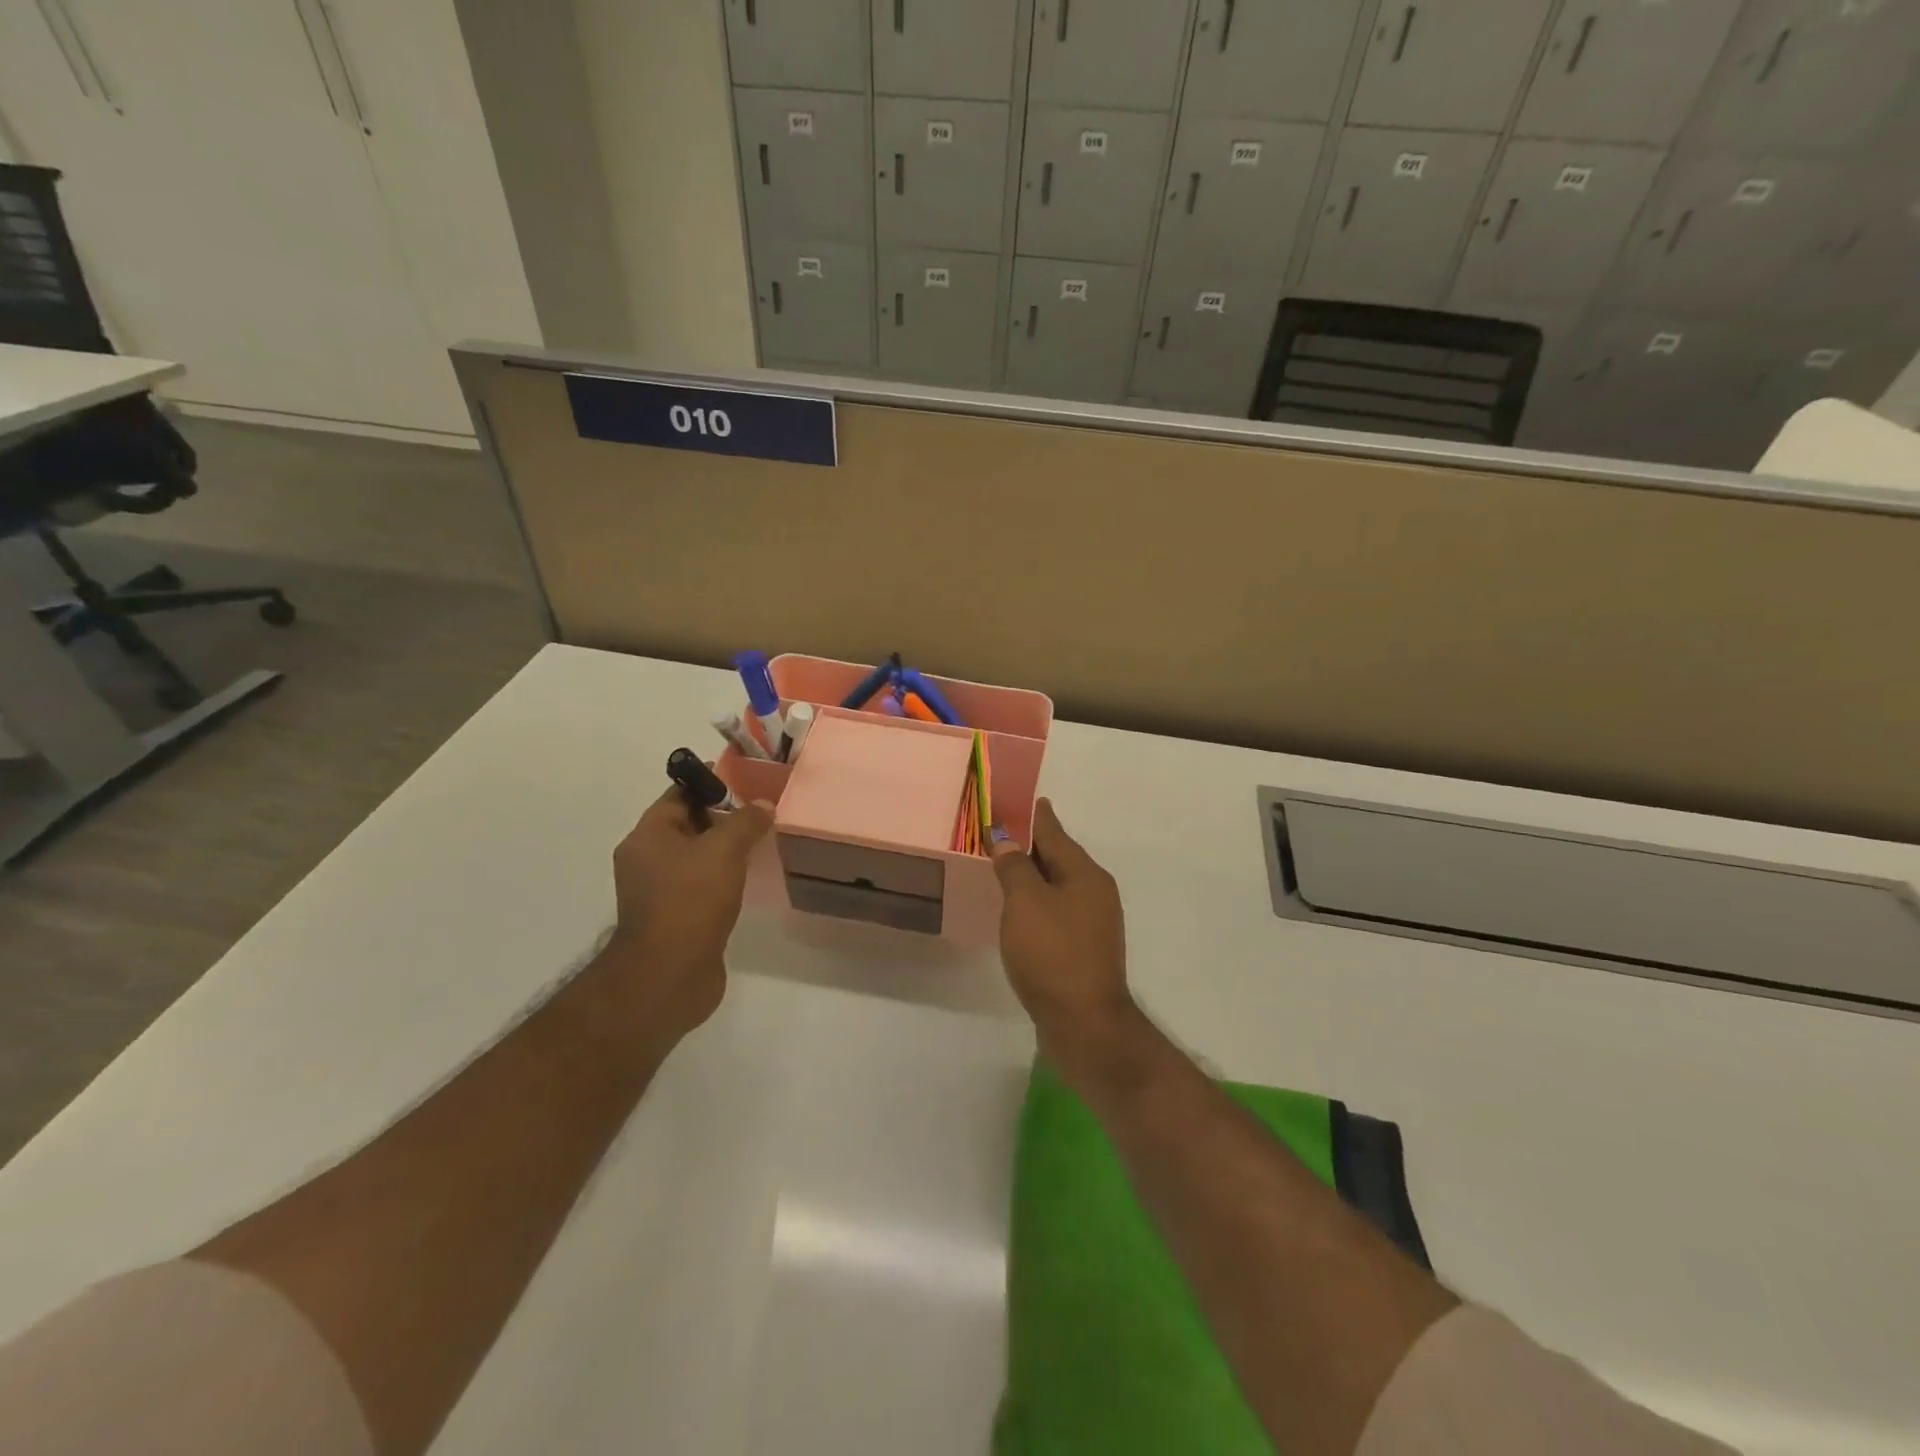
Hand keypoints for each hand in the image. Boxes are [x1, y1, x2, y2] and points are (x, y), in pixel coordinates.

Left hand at [601, 783, 771, 1044]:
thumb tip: (763, 804)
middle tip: (763, 811)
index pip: (679, 795)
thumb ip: (745, 822)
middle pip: (689, 825)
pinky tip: (750, 879)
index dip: (712, 783)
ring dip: (726, 850)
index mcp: (647, 837)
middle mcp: (647, 860)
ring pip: (697, 857)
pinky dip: (724, 878)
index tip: (748, 780)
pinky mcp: (676, 918)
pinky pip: (702, 885)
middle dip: (724, 817)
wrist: (669, 976)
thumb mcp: (723, 850)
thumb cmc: (690, 901)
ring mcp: (660, 892)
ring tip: (763, 842)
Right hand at [991, 799, 1138, 1077]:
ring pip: (1057, 885)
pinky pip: (1056, 910)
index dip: (1035, 815)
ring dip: (1032, 875)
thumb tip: (1006, 840)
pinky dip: (1037, 901)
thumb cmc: (1052, 954)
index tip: (1022, 799)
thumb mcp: (1025, 902)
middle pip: (1058, 857)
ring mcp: (1093, 922)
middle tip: (999, 832)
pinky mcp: (1084, 948)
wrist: (1084, 1023)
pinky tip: (1018, 909)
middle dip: (1031, 844)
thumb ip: (1014, 867)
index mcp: (1085, 874)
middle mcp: (1095, 892)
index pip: (1054, 832)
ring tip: (1003, 866)